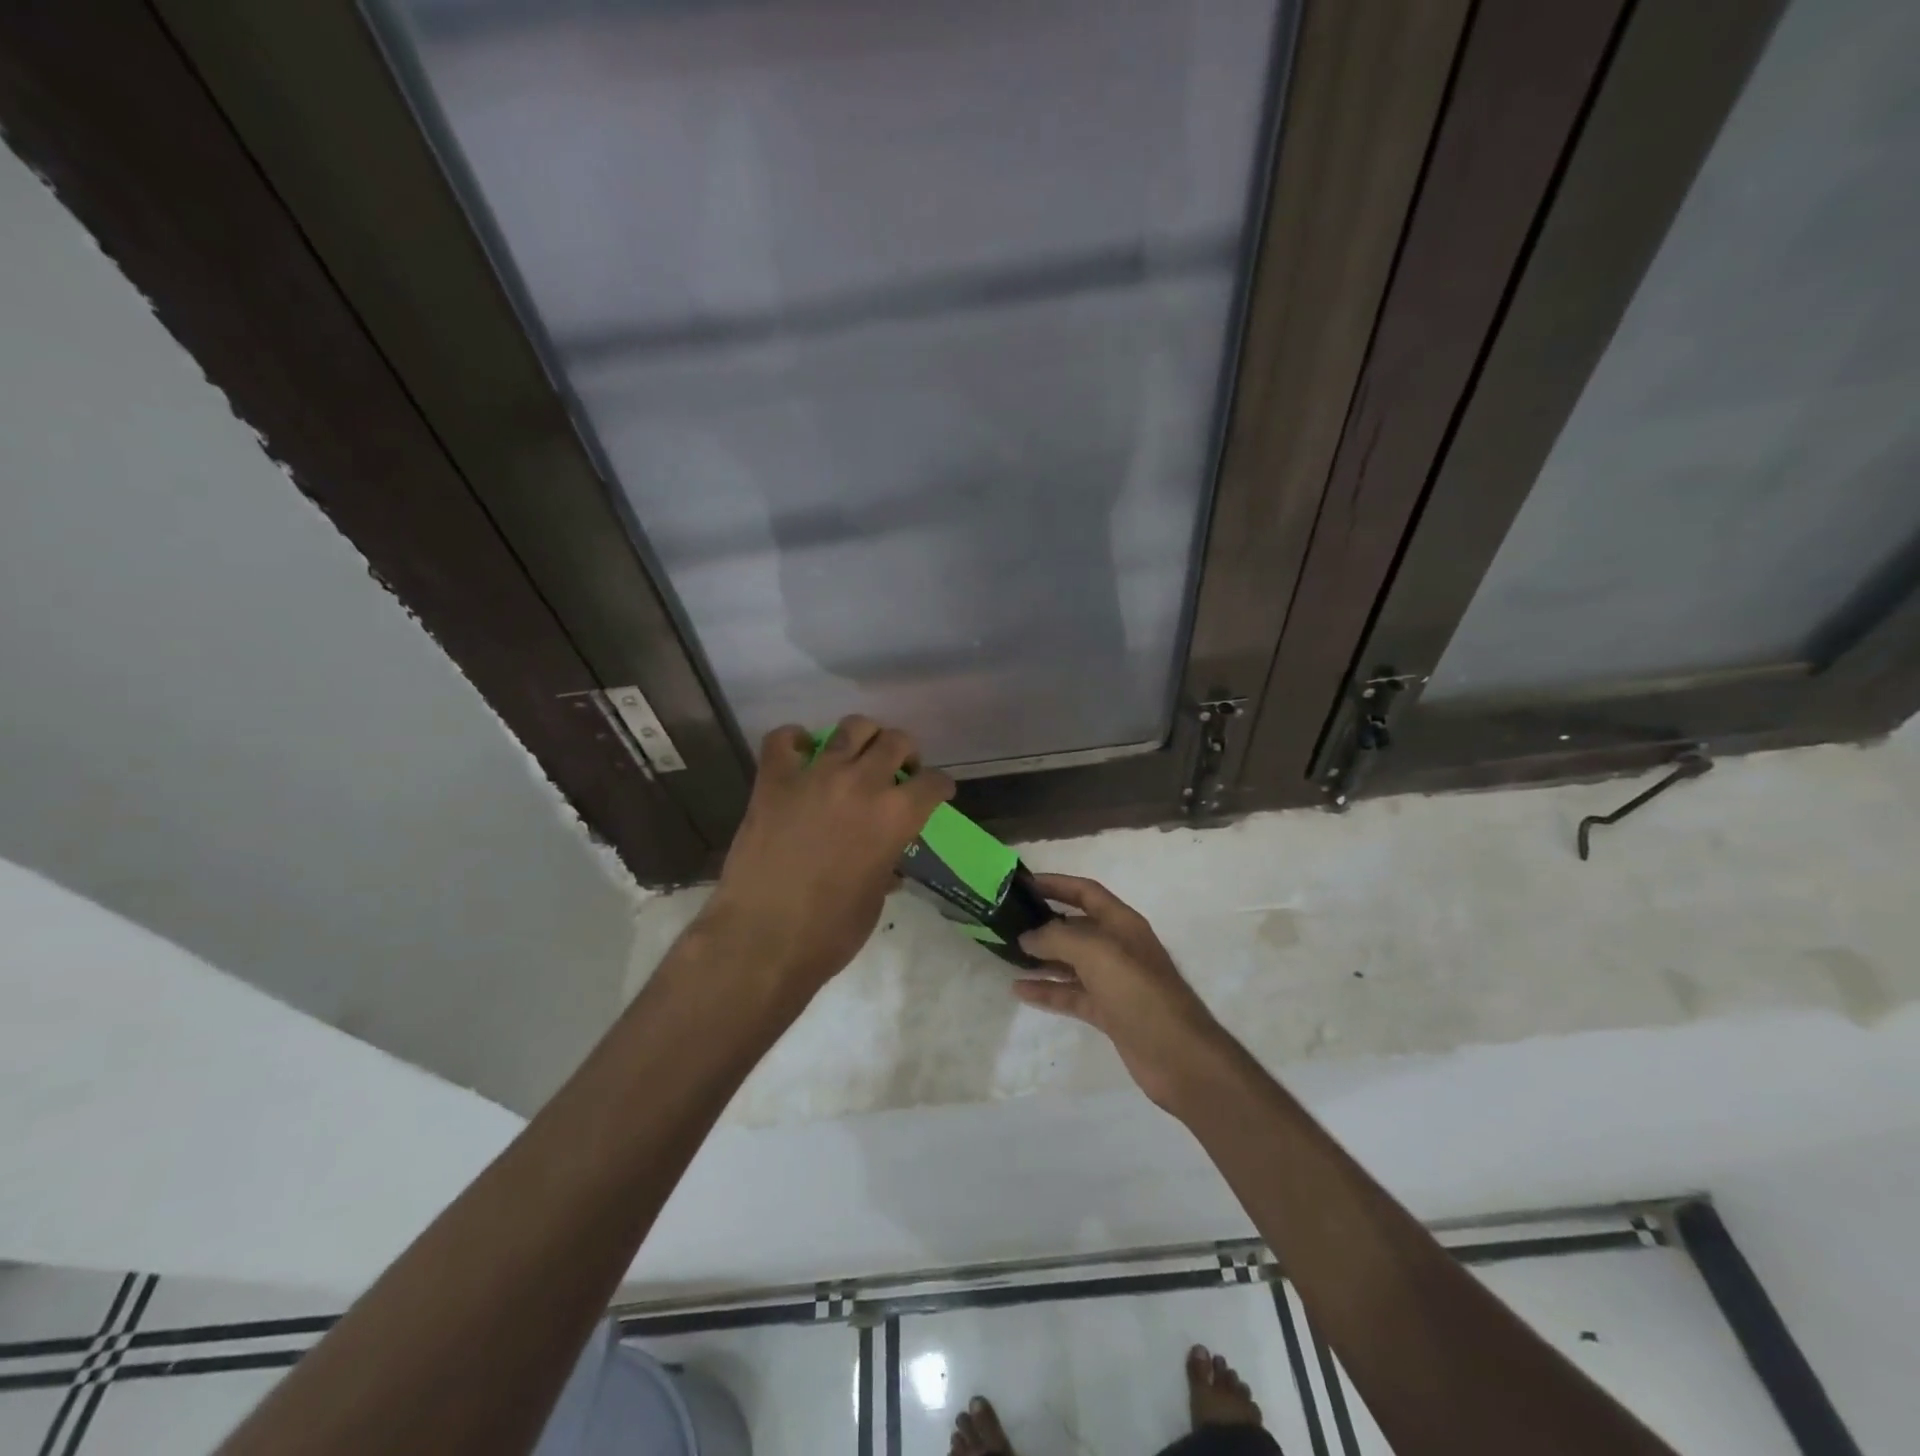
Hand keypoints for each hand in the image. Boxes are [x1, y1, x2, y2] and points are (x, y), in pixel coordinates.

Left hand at [700, 716, 953, 1001]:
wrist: (763, 939)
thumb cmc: (830, 932)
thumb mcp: (875, 898)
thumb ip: (886, 863)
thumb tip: (888, 860)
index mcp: (896, 816)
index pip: (933, 783)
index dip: (940, 786)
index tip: (937, 791)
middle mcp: (862, 783)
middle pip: (896, 741)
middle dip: (906, 752)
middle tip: (899, 769)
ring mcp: (815, 776)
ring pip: (851, 728)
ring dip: (863, 737)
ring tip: (859, 754)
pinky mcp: (774, 781)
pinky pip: (783, 739)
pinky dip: (795, 740)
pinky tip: (801, 753)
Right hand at [1014, 874, 1228, 1109]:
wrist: (1178, 1056)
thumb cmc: (1139, 992)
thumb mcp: (1096, 953)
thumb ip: (1057, 938)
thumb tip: (1028, 937)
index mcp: (1122, 924)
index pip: (1085, 892)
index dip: (1056, 884)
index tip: (1023, 884)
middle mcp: (1118, 947)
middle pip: (1076, 927)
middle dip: (1044, 923)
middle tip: (1007, 922)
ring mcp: (1114, 982)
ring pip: (1070, 962)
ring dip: (1042, 958)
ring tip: (1007, 954)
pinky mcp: (1108, 1012)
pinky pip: (1071, 994)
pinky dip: (1047, 990)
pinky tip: (1020, 990)